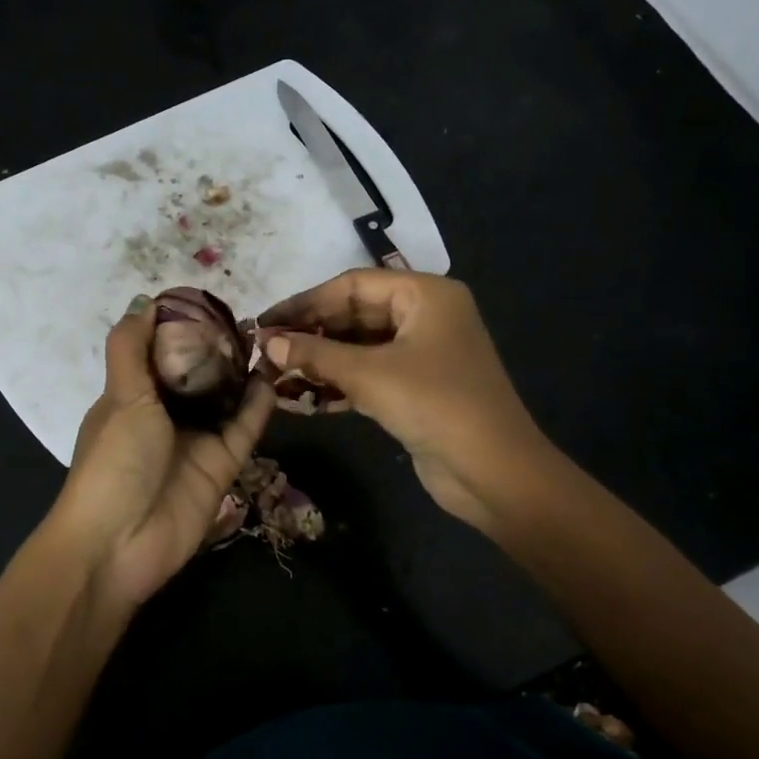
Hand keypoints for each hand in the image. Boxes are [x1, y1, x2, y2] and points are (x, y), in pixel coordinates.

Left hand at [48, 294, 273, 611]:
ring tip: (266, 339)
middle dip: (218, 348)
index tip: (206, 299)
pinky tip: (270, 377)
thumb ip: (132, 347)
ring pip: (225, 398)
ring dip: (243, 372)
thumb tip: (145, 301)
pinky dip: (257, 404)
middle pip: (197, 374)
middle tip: (246, 318)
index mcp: (132, 395)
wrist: (120, 542)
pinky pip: (244, 427)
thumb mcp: (120, 395)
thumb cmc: (114, 461)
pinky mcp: (222, 464)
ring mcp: (195, 440)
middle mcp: (165, 414)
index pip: (159, 352)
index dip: (179, 326)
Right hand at [256, 270, 548, 530]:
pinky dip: (338, 385)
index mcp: (424, 295)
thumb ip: (316, 355)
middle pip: (354, 315)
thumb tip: (268, 343)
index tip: (264, 322)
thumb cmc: (435, 405)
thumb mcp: (370, 375)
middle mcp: (425, 316)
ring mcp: (422, 354)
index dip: (305, 303)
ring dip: (319, 363)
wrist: (494, 472)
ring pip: (358, 349)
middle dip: (310, 335)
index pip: (351, 286)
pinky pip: (369, 376)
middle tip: (265, 352)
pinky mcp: (416, 389)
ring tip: (274, 377)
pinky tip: (301, 399)